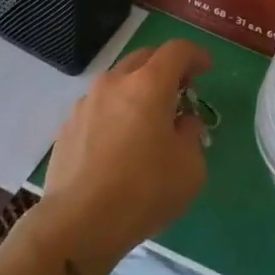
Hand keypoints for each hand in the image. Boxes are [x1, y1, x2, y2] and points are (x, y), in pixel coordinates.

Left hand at [34, 40, 211, 274]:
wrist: (78, 224)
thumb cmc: (144, 191)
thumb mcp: (190, 167)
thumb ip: (191, 135)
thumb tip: (182, 123)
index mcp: (149, 85)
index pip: (177, 50)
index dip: (196, 55)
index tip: (206, 69)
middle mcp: (115, 83)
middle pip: (144, 58)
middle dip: (166, 68)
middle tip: (180, 91)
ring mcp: (86, 103)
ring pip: (118, 81)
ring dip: (138, 89)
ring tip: (148, 119)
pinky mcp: (67, 127)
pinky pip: (99, 107)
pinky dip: (116, 112)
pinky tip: (120, 143)